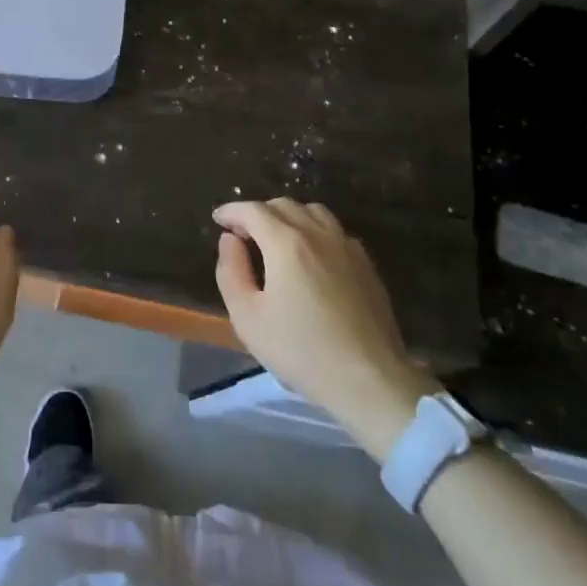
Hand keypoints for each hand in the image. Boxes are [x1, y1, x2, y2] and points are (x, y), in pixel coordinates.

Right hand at [214, 199, 439, 458]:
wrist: (368, 380)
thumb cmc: (300, 351)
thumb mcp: (247, 317)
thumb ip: (231, 271)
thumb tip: (230, 240)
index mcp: (286, 243)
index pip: (253, 211)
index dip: (231, 211)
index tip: (218, 219)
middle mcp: (318, 234)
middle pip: (283, 205)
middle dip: (258, 213)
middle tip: (243, 234)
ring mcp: (347, 247)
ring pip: (313, 212)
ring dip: (288, 216)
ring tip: (276, 239)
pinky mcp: (366, 264)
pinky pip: (334, 231)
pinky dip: (314, 230)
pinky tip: (310, 256)